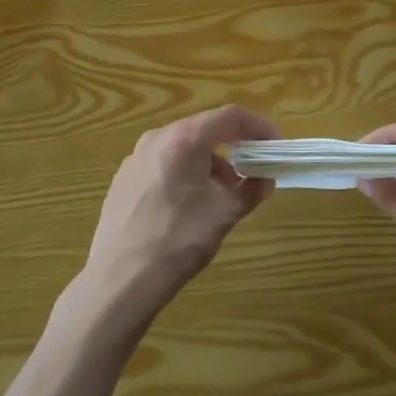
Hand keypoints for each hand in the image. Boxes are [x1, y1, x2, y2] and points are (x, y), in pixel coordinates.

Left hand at [80, 105, 279, 325]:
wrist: (120, 279)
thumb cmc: (178, 240)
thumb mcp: (225, 214)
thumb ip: (251, 190)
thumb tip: (264, 181)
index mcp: (183, 139)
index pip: (230, 116)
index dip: (258, 126)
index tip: (275, 145)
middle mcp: (156, 138)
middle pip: (205, 128)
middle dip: (234, 146)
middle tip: (253, 169)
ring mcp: (135, 158)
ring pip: (182, 147)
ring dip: (209, 162)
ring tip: (222, 194)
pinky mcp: (123, 179)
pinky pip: (163, 163)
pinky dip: (185, 172)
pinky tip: (189, 205)